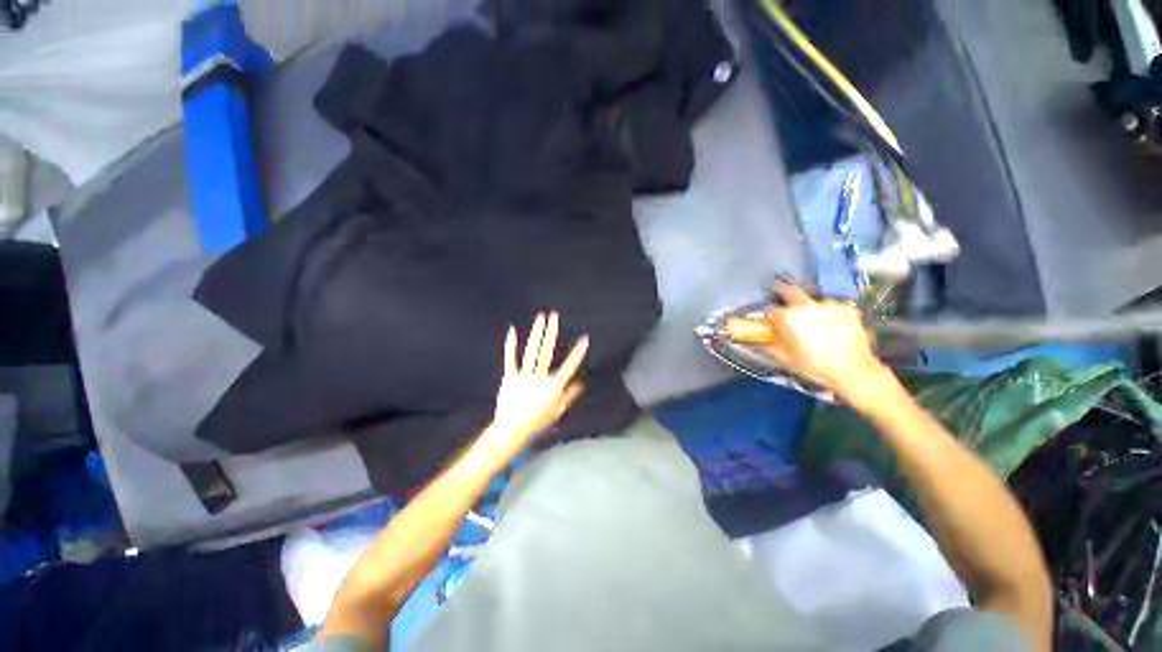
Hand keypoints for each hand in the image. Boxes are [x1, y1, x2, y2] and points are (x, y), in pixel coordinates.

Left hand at [482, 312, 588, 463]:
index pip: (568, 367)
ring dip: (537, 333)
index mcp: (552, 387)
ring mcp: (523, 377)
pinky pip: (510, 359)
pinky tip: (512, 330)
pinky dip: (510, 345)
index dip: (577, 353)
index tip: (584, 339)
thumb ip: (569, 396)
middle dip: (552, 332)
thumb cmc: (536, 423)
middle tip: (554, 316)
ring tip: (540, 317)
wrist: (510, 431)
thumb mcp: (556, 412)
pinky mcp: (509, 377)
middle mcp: (539, 378)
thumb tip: (581, 383)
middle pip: (546, 352)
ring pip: (531, 351)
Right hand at [725, 283, 886, 402]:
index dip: (768, 318)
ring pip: (812, 300)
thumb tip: (756, 338)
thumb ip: (766, 344)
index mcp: (788, 317)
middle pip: (789, 291)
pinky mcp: (846, 307)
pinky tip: (831, 326)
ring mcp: (828, 304)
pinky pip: (831, 306)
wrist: (854, 371)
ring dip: (809, 308)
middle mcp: (806, 305)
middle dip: (783, 294)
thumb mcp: (785, 358)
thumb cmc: (815, 366)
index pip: (770, 311)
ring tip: (814, 324)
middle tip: (784, 304)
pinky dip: (828, 313)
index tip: (769, 323)